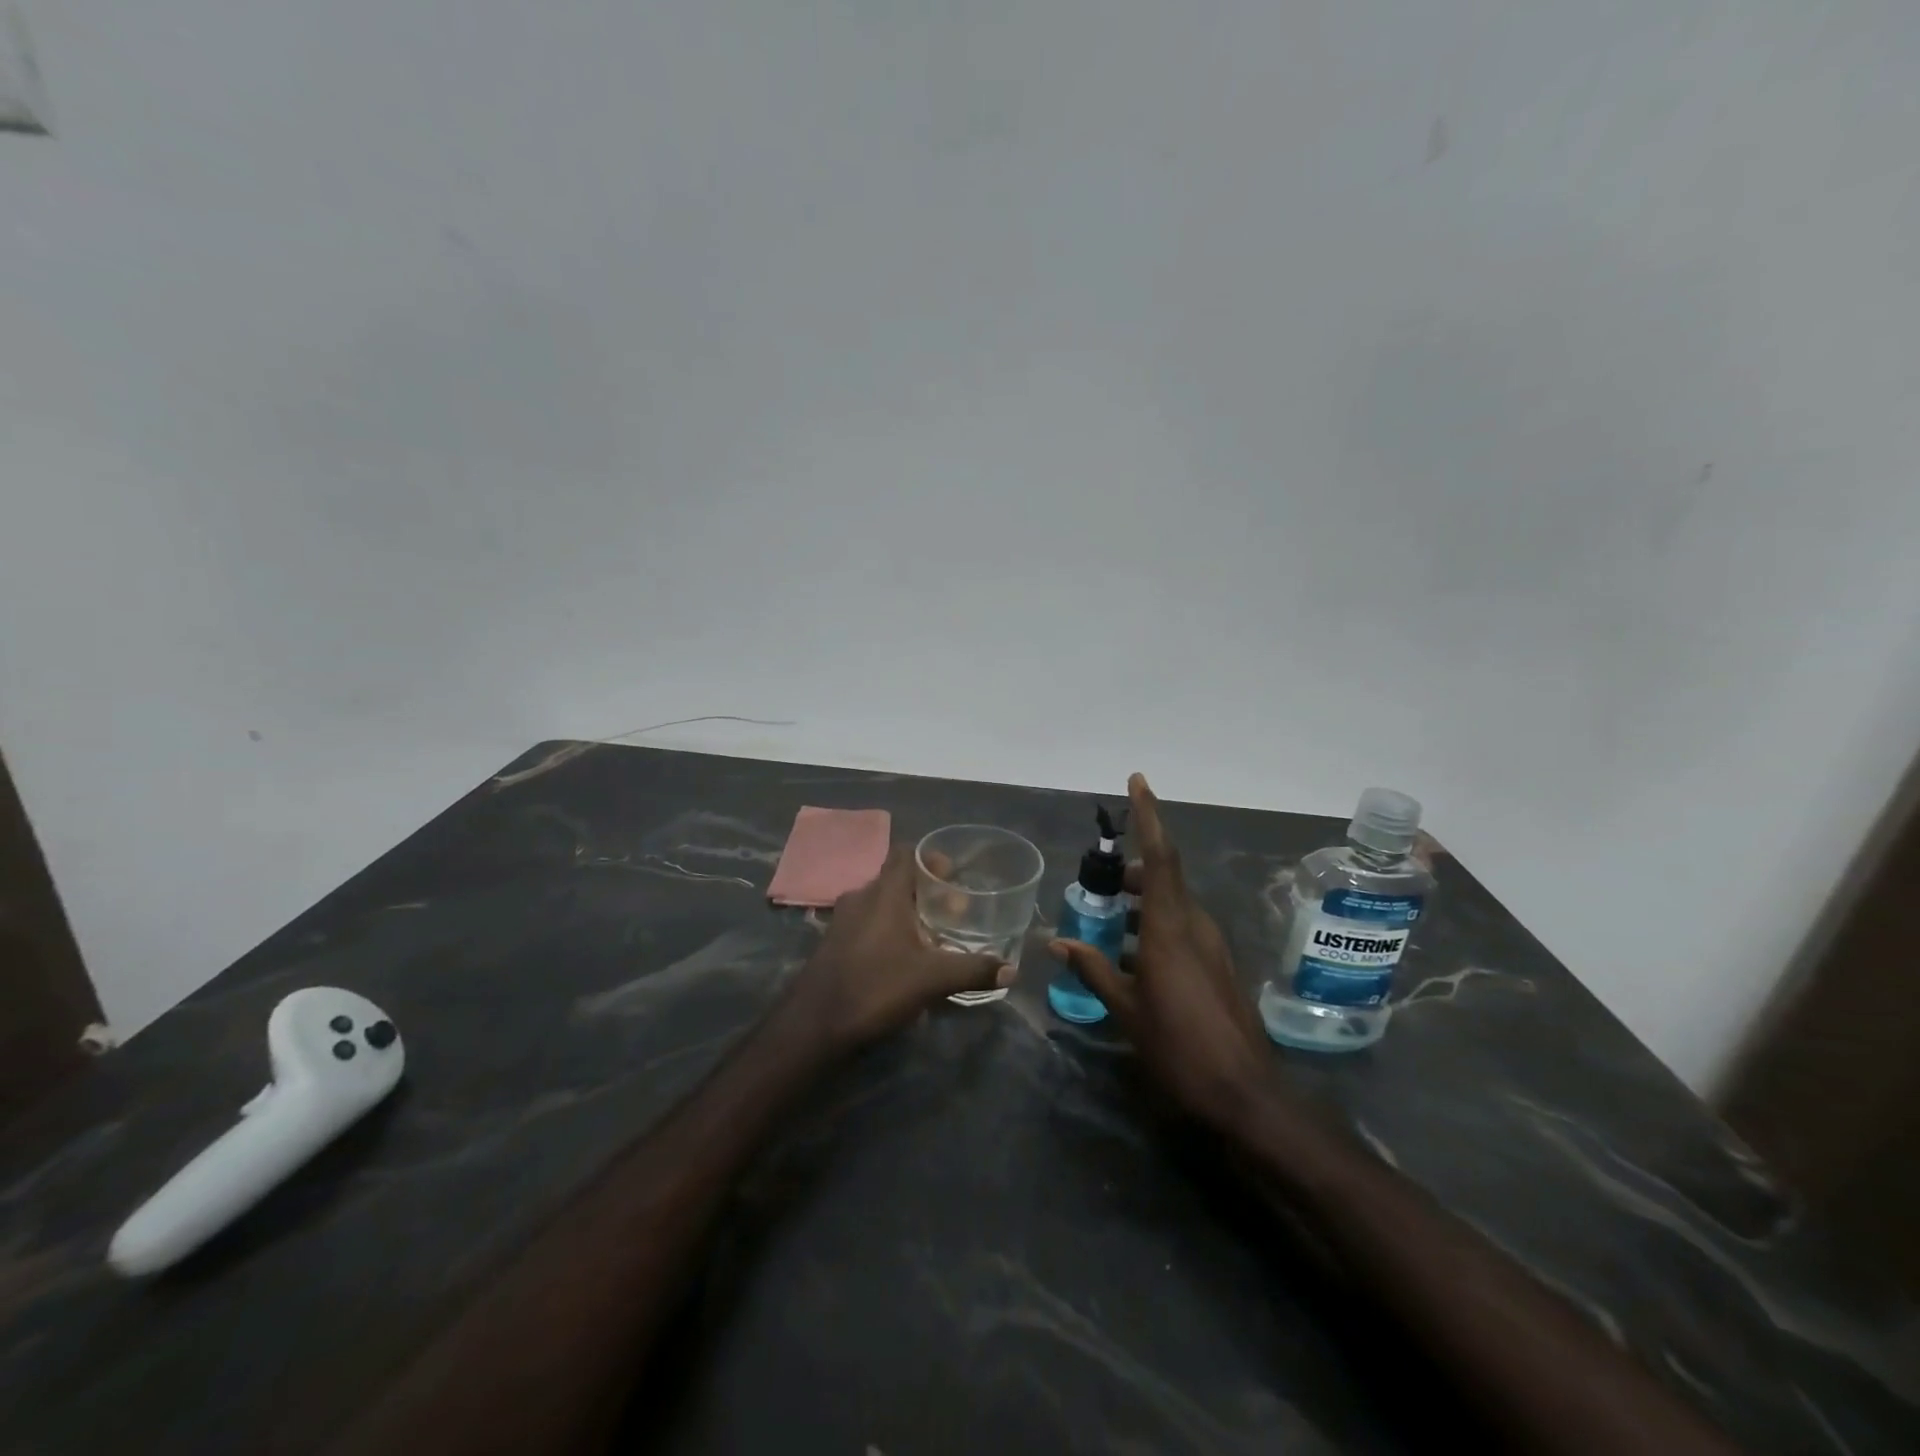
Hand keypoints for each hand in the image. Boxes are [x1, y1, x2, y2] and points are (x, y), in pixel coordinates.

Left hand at [786, 843, 1013, 1051]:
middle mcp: (861, 897)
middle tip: (952, 912)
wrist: (814, 1024)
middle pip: (897, 878)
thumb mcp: (932, 979)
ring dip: (905, 912)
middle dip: (925, 891)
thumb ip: (973, 970)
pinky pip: (867, 923)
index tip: (954, 877)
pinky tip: (902, 957)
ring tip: (932, 936)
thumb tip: (1012, 971)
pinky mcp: (834, 943)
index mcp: (885, 893)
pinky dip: (887, 930)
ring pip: (881, 902)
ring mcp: (843, 920)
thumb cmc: (875, 986)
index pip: (906, 853)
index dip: (931, 858)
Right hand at [1049, 773, 1271, 1130]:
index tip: (1138, 782)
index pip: (1161, 856)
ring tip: (1110, 918)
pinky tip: (1133, 956)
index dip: (1149, 816)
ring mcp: (1211, 946)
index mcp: (1171, 928)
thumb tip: (1056, 940)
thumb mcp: (1126, 1010)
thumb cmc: (1178, 1048)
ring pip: (1174, 903)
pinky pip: (1183, 927)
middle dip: (1135, 870)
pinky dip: (1155, 926)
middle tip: (1102, 881)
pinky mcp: (1218, 965)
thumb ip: (1093, 968)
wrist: (1245, 1095)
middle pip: (1165, 877)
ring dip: (1144, 902)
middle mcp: (1195, 926)